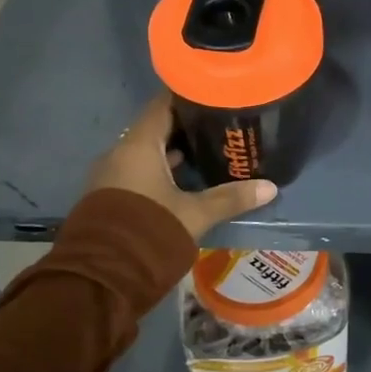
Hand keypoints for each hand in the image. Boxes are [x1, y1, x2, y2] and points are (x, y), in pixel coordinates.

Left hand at [86, 95, 277, 241]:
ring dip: (173, 151)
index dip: (188, 96)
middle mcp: (120, 153)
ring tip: (209, 150)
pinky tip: (185, 179)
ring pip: (146, 152)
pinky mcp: (109, 196)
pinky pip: (137, 171)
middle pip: (156, 128)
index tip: (214, 93)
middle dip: (187, 126)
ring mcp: (111, 176)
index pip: (162, 105)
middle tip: (220, 124)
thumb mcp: (195, 214)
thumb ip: (230, 198)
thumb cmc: (149, 231)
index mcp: (138, 146)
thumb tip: (270, 187)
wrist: (99, 278)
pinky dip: (160, 169)